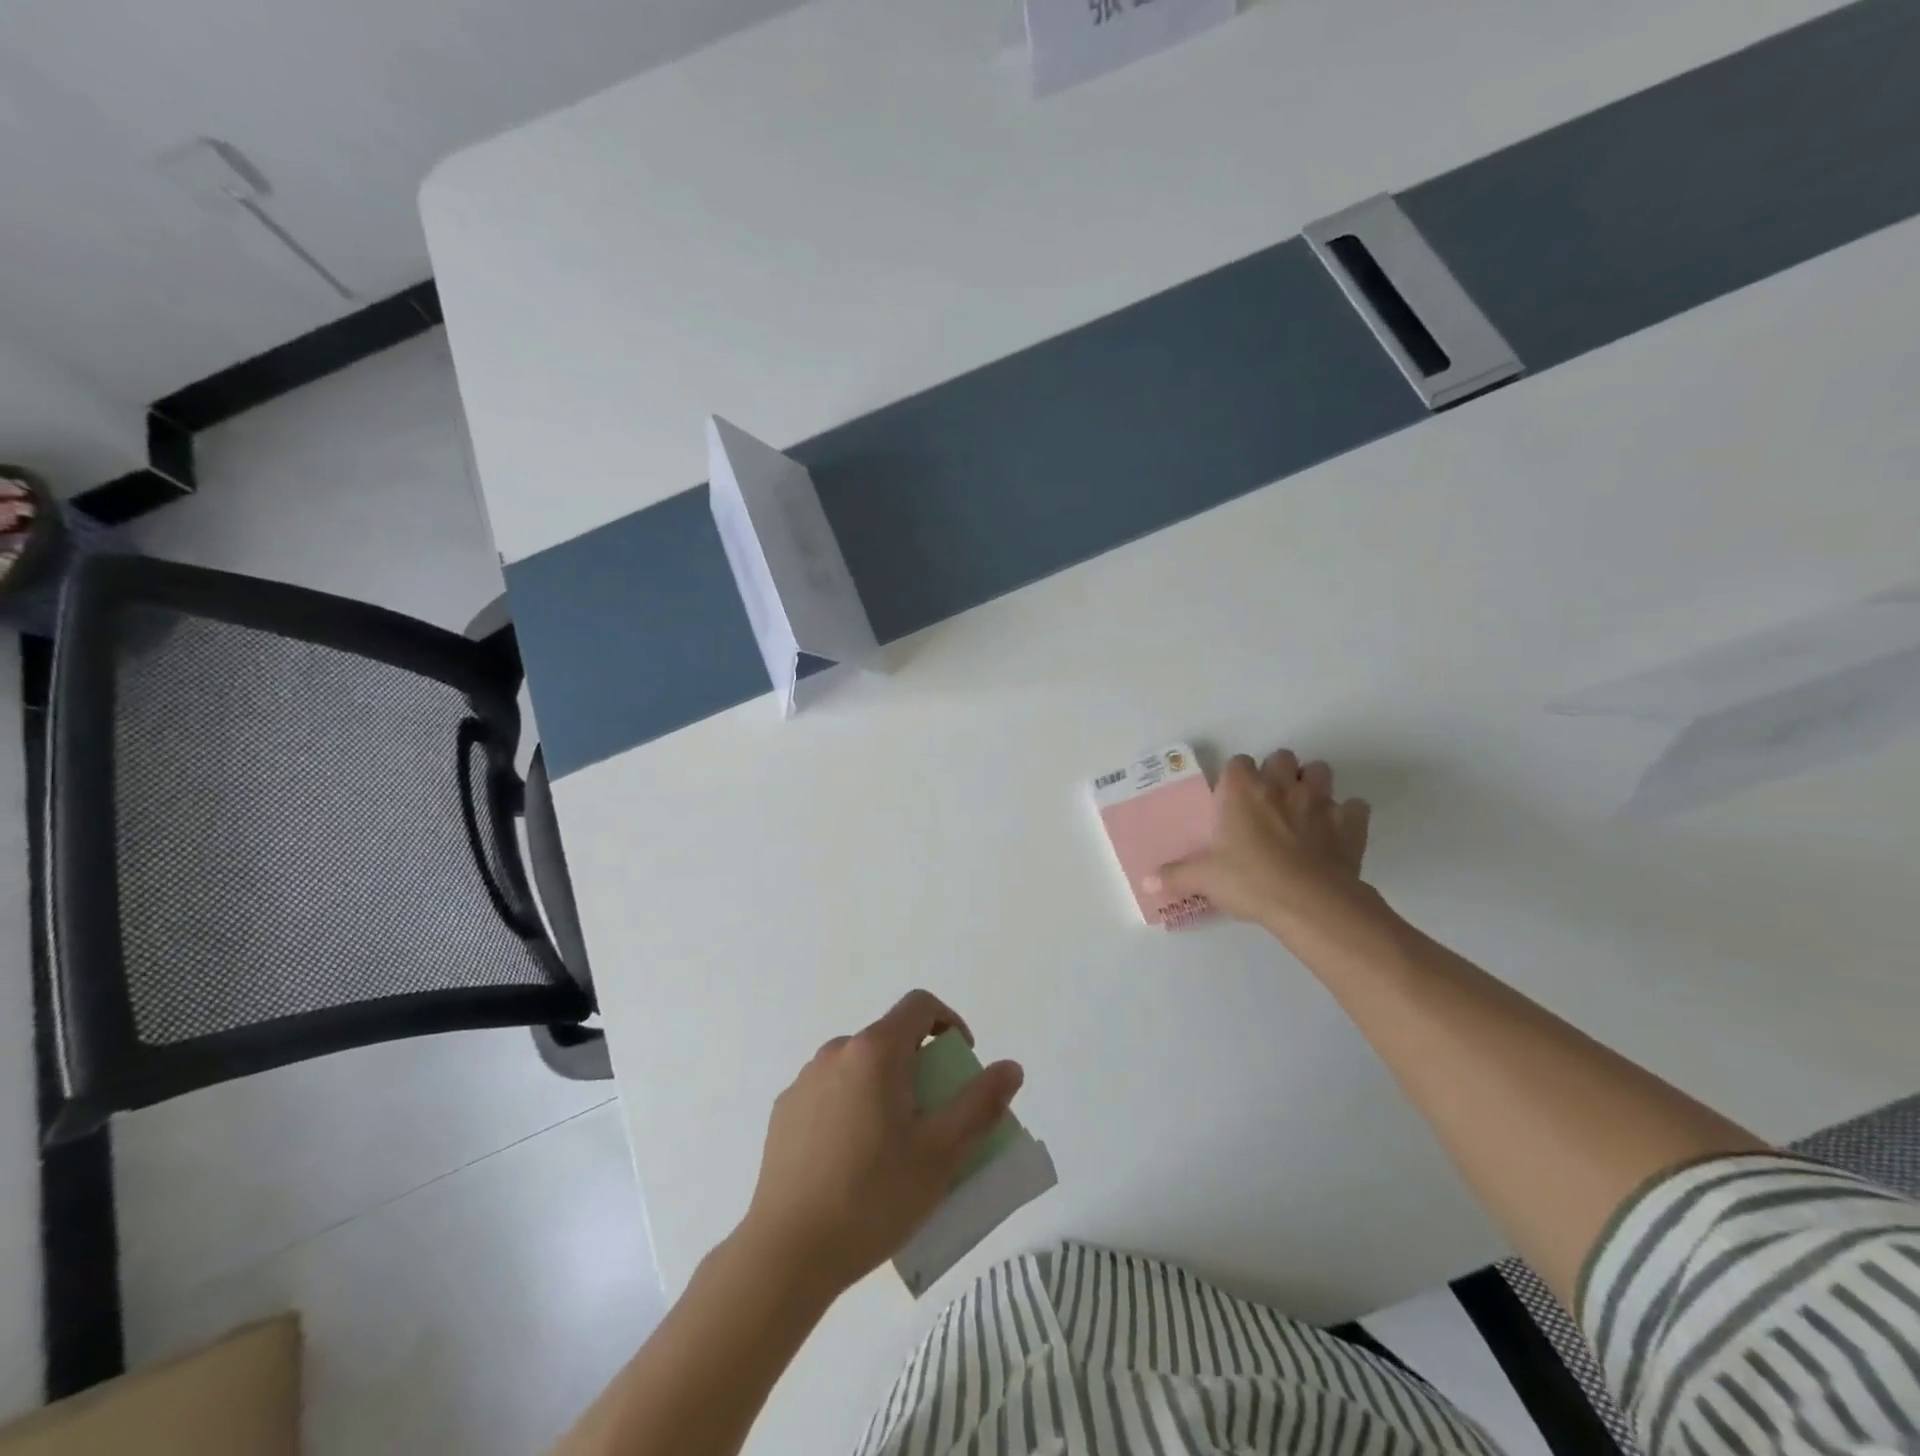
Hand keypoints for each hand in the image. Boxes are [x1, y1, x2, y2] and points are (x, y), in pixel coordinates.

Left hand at [740, 990, 1023, 1295]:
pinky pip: (830, 1092)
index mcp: (875, 1051)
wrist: (785, 1253)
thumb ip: (980, 1104)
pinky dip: (852, 1107)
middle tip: (933, 1118)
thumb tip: (1011, 1068)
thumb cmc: (872, 1197)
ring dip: (884, 1087)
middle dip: (919, 1066)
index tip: (961, 1064)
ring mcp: (805, 1080)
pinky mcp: (784, 1111)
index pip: (920, 1006)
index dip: (950, 1023)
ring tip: (893, 1146)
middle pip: (890, 1039)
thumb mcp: (941, 1154)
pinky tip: (852, 1161)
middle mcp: (836, 1052)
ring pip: (859, 1067)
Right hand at [1148, 750, 1379, 941]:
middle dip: (1278, 773)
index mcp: (1242, 790)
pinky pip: (1354, 807)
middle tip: (1269, 802)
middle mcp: (1281, 785)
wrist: (1310, 903)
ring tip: (1303, 809)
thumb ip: (1176, 875)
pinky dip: (1347, 815)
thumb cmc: (1250, 880)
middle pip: (1282, 757)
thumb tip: (1147, 881)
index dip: (1236, 777)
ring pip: (1320, 771)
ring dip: (1312, 784)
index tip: (1233, 799)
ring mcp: (1320, 801)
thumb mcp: (1204, 879)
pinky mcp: (1350, 823)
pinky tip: (1336, 833)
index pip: (1238, 762)